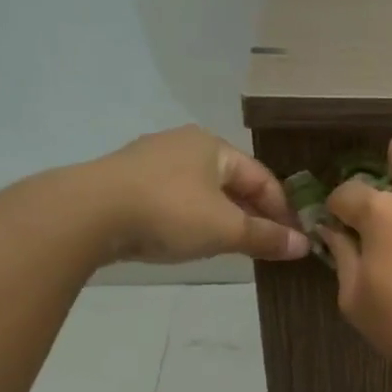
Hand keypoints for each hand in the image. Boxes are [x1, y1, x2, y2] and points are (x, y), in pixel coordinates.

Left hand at [94, 126, 309, 264]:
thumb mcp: (225, 229)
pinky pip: (174, 199)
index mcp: (214, 146)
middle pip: (232, 182)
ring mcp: (151, 160)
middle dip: (253, 214)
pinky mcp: (126, 181)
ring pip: (202, 191)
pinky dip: (192, 218)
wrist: (88, 213)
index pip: (263, 178)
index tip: (293, 241)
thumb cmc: (169, 212)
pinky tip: (190, 239)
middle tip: (267, 246)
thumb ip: (265, 237)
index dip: (282, 210)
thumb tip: (303, 246)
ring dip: (223, 217)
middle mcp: (184, 144)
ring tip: (232, 247)